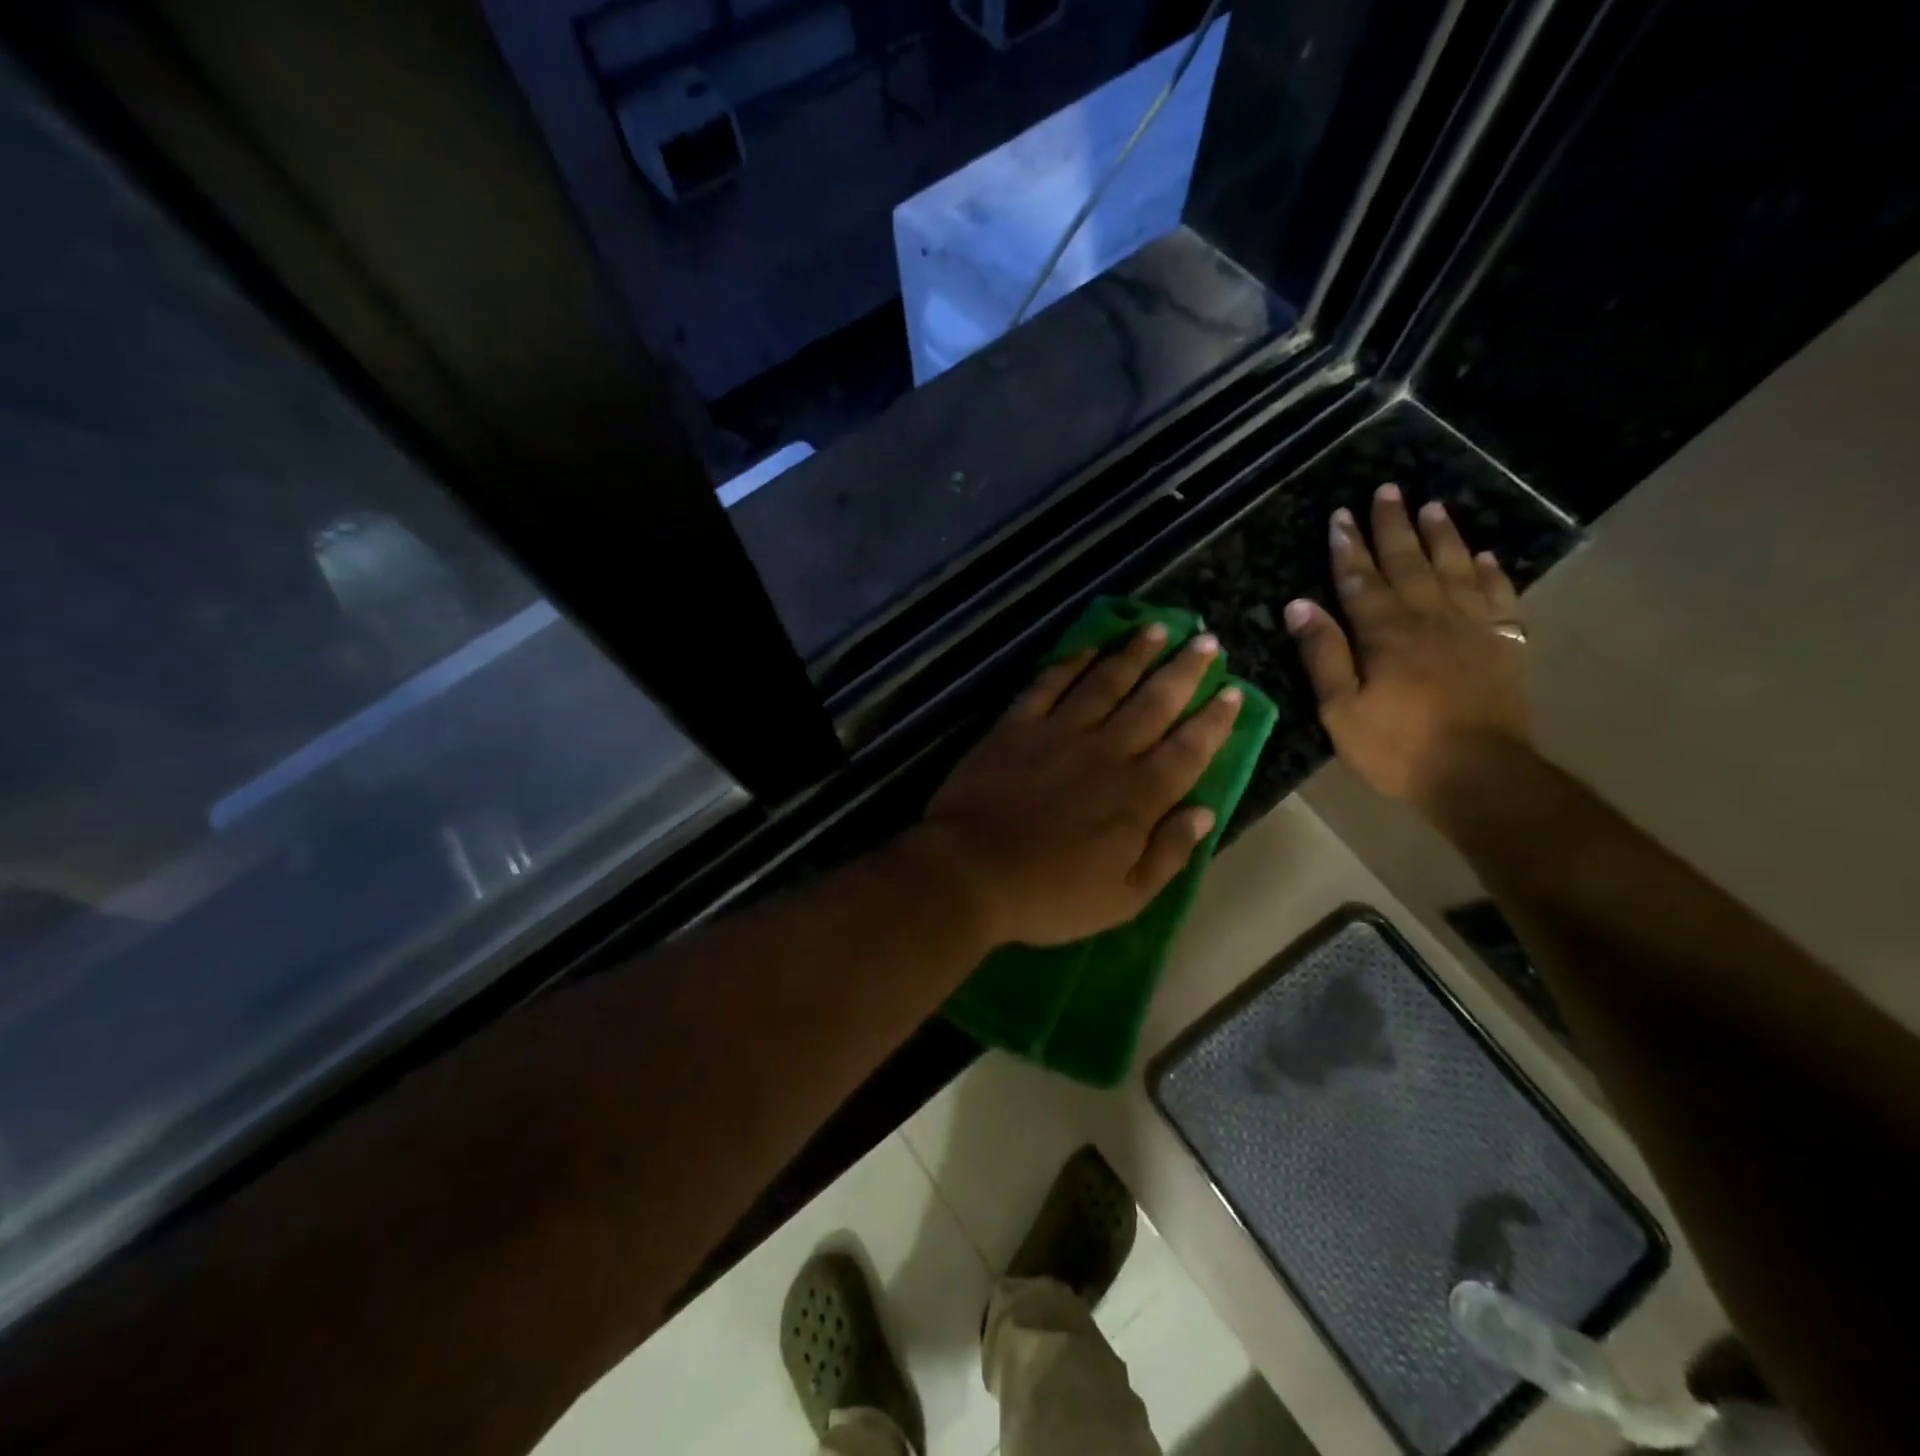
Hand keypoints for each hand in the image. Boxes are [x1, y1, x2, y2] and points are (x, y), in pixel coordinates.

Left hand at [917, 626, 1243, 947]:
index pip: (1188, 749)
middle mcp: (1105, 753)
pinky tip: (1089, 648)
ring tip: (1159, 628)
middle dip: (1184, 671)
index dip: (1214, 720)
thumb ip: (1168, 854)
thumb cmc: (1049, 895)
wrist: (969, 873)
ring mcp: (1058, 734)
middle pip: (1153, 703)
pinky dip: (1071, 663)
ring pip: (1105, 683)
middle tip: (1207, 642)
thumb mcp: (1123, 898)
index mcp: (1137, 797)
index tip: (1233, 691)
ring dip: (1135, 654)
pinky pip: (1048, 685)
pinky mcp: (1016, 727)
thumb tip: (1204, 812)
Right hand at [1283, 484, 1530, 807]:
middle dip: (1393, 526)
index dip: (1348, 547)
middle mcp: (1430, 619)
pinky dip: (1490, 572)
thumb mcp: (1340, 710)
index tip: (1340, 515)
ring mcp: (1472, 629)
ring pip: (1455, 569)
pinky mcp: (1503, 646)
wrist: (1478, 775)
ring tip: (1433, 506)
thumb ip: (1323, 654)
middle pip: (1408, 563)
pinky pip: (1498, 597)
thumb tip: (1299, 605)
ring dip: (1442, 536)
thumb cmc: (1397, 747)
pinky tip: (1485, 556)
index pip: (1361, 581)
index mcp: (1386, 635)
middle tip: (1387, 490)